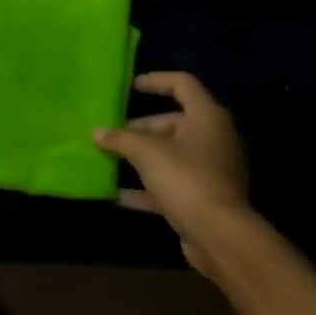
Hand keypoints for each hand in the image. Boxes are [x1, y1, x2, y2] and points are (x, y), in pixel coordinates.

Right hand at [94, 72, 249, 276]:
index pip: (183, 85)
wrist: (218, 233)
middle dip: (141, 127)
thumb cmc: (186, 179)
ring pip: (171, 154)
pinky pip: (170, 183)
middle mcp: (214, 138)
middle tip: (112, 133)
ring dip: (141, 156)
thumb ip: (120, 139)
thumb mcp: (147, 153)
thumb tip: (97, 132)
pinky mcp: (203, 196)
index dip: (156, 81)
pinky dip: (147, 186)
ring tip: (110, 158)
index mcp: (207, 117)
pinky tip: (118, 195)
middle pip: (174, 122)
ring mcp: (210, 169)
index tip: (130, 86)